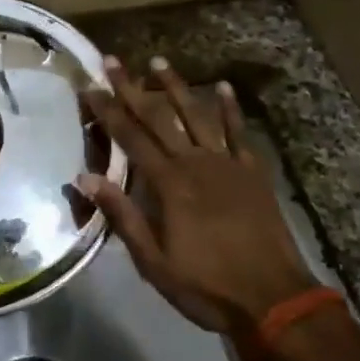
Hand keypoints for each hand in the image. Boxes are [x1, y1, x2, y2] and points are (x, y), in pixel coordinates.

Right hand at [78, 55, 319, 334]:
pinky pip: (239, 133)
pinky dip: (230, 109)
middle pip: (158, 118)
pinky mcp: (253, 172)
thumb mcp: (154, 261)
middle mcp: (195, 163)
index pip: (130, 138)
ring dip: (176, 87)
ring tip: (158, 61)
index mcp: (168, 184)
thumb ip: (122, 216)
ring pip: (197, 115)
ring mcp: (227, 164)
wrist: (274, 299)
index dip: (108, 111)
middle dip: (132, 88)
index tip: (90, 86)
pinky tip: (223, 87)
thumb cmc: (207, 285)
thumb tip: (85, 178)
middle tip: (113, 61)